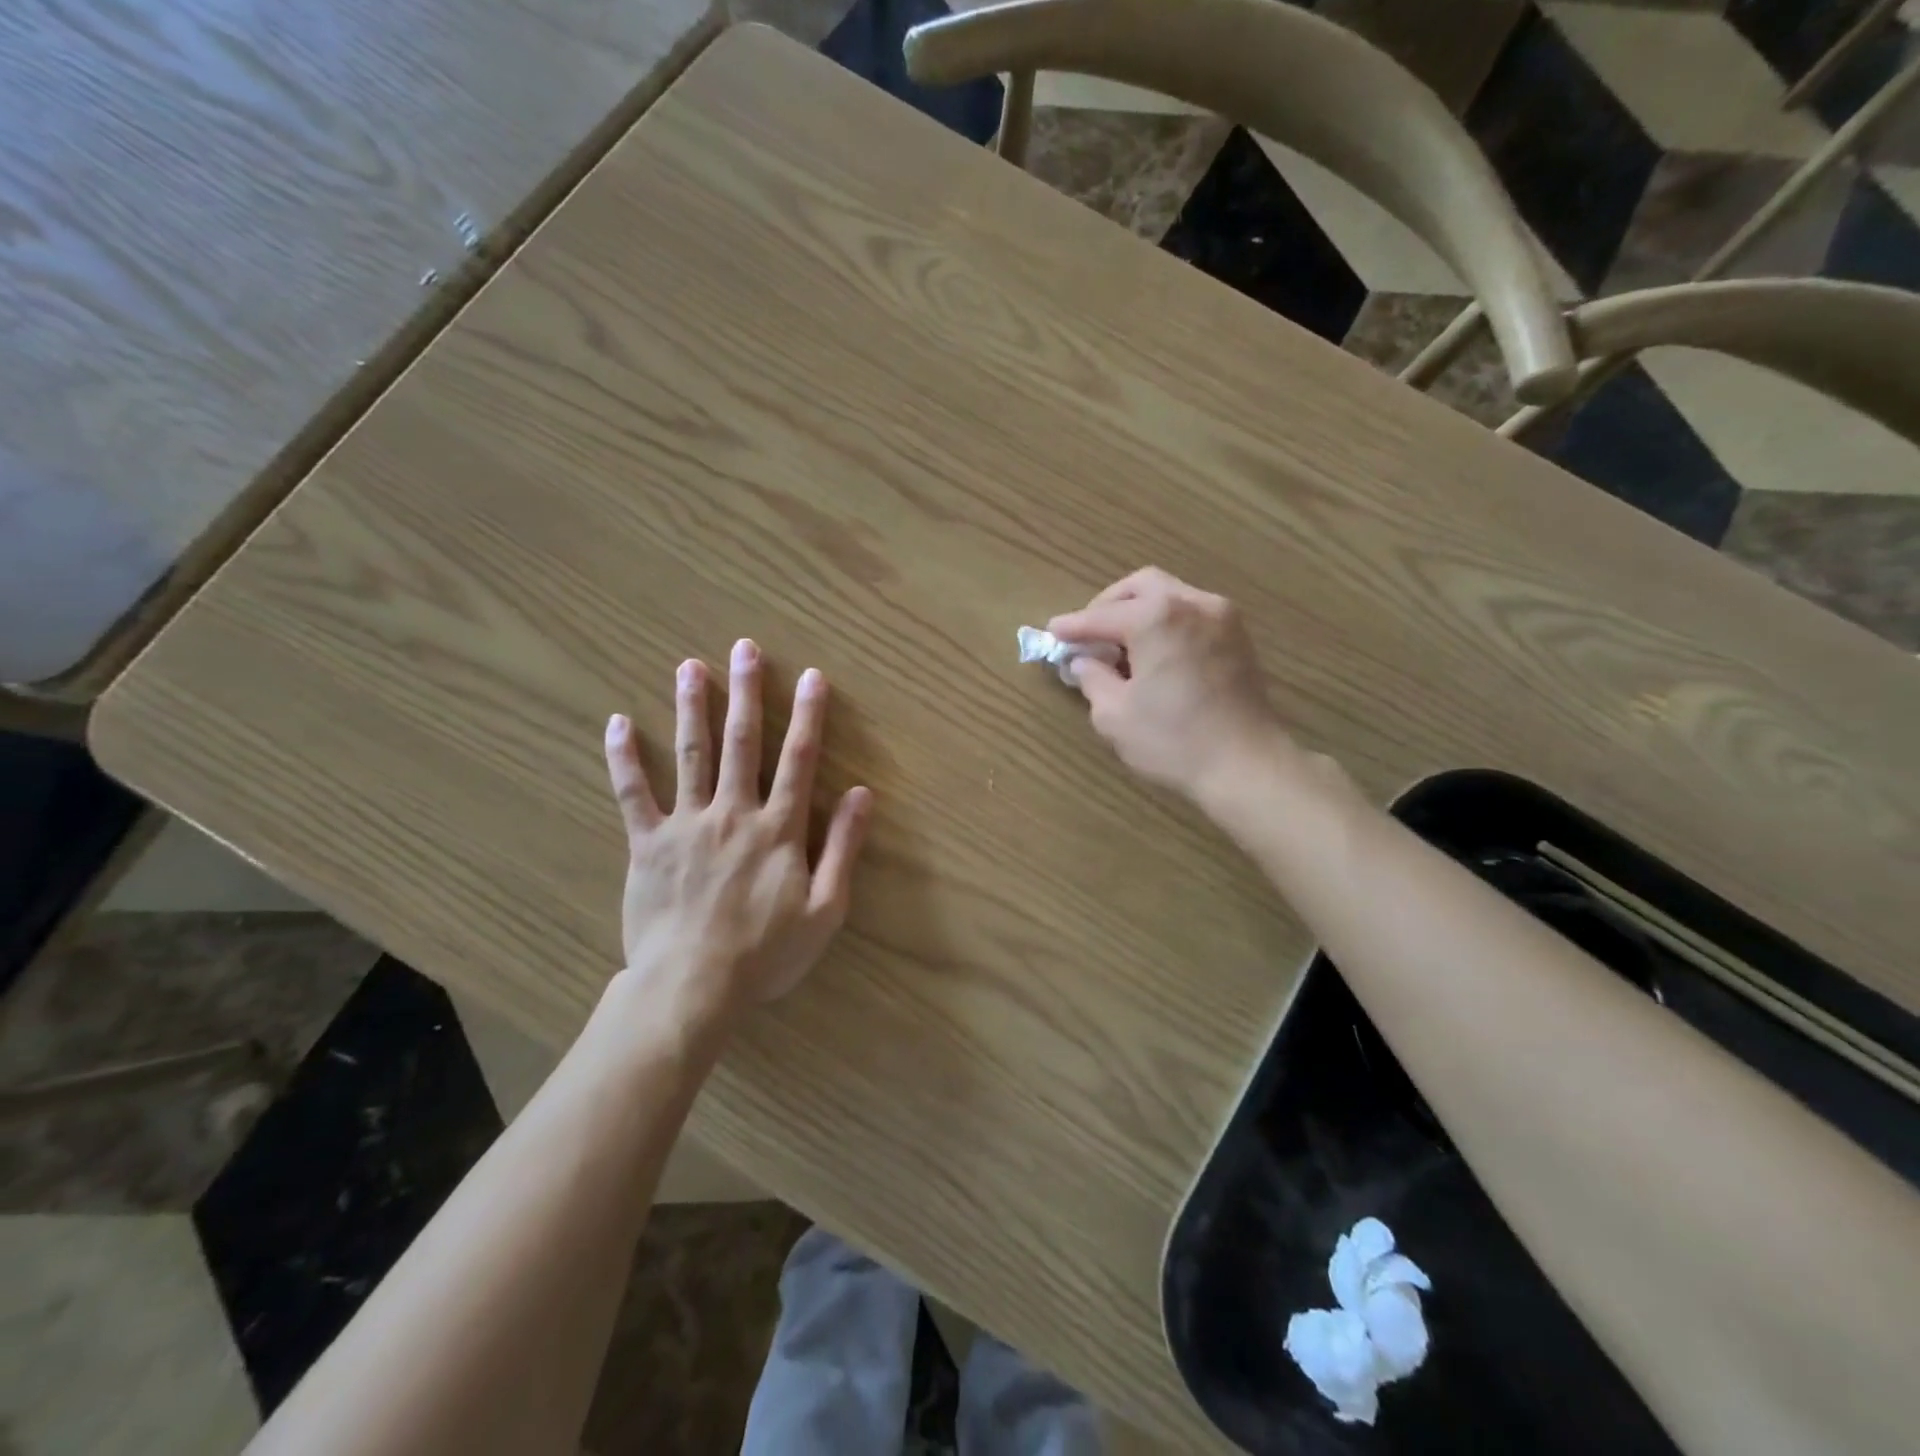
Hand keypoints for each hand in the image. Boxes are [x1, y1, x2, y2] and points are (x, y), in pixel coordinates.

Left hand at [603, 639, 871, 1032]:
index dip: (808, 716)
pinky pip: (633, 793)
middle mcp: (734, 812)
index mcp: (779, 828)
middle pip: (742, 743)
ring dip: (692, 707)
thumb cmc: (766, 953)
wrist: (692, 988)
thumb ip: (844, 848)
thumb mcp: (825, 909)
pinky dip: (624, 758)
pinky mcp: (647, 843)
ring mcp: (687, 824)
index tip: (813, 676)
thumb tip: (862, 794)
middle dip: (746, 693)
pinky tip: (618, 723)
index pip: (799, 760)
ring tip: (690, 666)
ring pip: (690, 755)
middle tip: (745, 649)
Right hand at [1048, 568, 1289, 806]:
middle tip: (1089, 634)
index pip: (1100, 616)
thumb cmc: (1173, 741)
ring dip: (1139, 612)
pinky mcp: (1238, 637)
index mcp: (1156, 617)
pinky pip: (1192, 613)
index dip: (1072, 627)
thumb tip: (1084, 661)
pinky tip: (1154, 652)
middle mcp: (1191, 603)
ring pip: (1170, 595)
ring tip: (1120, 645)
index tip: (1050, 633)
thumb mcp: (1114, 715)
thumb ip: (1092, 678)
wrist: (1247, 766)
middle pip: (1140, 587)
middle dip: (1108, 606)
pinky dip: (1166, 623)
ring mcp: (1222, 617)